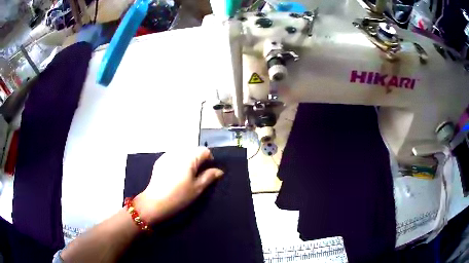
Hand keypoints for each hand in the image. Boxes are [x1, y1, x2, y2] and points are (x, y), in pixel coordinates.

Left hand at [134, 147, 223, 223]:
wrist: (155, 202)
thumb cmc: (179, 196)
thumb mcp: (197, 188)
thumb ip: (209, 176)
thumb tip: (219, 171)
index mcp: (189, 157)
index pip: (204, 150)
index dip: (209, 159)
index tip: (208, 171)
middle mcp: (178, 152)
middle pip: (193, 150)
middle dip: (198, 159)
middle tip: (197, 175)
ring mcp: (167, 155)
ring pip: (183, 152)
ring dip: (187, 160)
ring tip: (186, 174)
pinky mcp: (160, 161)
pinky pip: (173, 156)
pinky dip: (177, 161)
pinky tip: (175, 174)